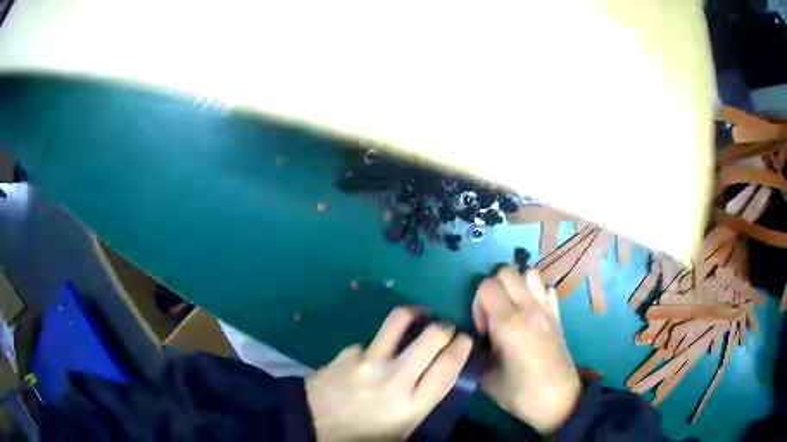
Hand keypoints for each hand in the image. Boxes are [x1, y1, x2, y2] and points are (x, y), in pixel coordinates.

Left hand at [306, 307, 471, 440]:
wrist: (313, 426)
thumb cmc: (363, 435)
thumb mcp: (402, 429)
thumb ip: (423, 403)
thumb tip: (441, 375)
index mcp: (412, 405)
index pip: (448, 368)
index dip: (462, 347)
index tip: (465, 339)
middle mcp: (394, 380)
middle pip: (431, 338)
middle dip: (445, 327)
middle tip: (444, 329)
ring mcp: (367, 362)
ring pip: (399, 321)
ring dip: (415, 314)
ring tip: (417, 316)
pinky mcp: (346, 353)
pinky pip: (368, 342)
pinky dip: (374, 347)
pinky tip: (367, 360)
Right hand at [473, 267, 580, 433]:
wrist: (558, 400)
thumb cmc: (520, 393)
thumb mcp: (485, 377)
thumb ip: (475, 351)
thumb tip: (473, 338)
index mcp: (509, 323)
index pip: (487, 286)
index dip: (477, 303)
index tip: (482, 329)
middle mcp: (529, 308)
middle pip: (506, 271)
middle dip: (493, 288)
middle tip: (493, 316)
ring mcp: (547, 309)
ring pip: (529, 273)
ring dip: (516, 285)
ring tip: (512, 309)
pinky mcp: (558, 315)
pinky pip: (546, 288)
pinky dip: (536, 293)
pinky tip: (531, 314)